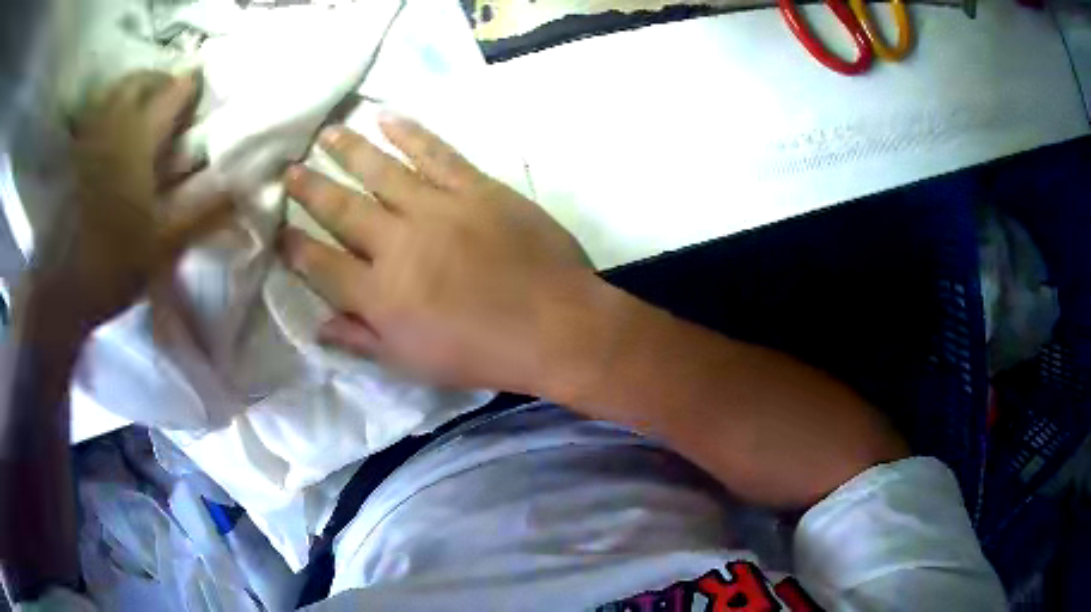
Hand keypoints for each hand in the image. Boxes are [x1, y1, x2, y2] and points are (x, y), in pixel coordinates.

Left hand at [28, 70, 232, 332]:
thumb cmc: (116, 265)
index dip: (193, 89)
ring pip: (116, 91)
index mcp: (139, 141)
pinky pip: (95, 113)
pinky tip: (115, 126)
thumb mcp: (166, 245)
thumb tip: (246, 189)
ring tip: (146, 107)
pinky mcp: (77, 155)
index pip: (174, 93)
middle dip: (162, 81)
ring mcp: (92, 137)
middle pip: (141, 80)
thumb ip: (204, 212)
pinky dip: (109, 108)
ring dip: (136, 89)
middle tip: (174, 99)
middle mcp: (115, 127)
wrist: (66, 290)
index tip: (206, 97)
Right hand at [280, 115, 601, 392]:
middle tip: (288, 170)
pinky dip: (409, 133)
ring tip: (325, 132)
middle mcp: (398, 244)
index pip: (322, 265)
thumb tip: (317, 326)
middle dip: (309, 189)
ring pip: (380, 171)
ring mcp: (437, 209)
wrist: (556, 325)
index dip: (295, 247)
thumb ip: (363, 340)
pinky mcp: (475, 188)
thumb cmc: (484, 354)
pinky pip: (435, 153)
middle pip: (341, 209)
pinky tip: (386, 117)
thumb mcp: (415, 363)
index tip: (277, 230)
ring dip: (348, 149)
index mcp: (381, 295)